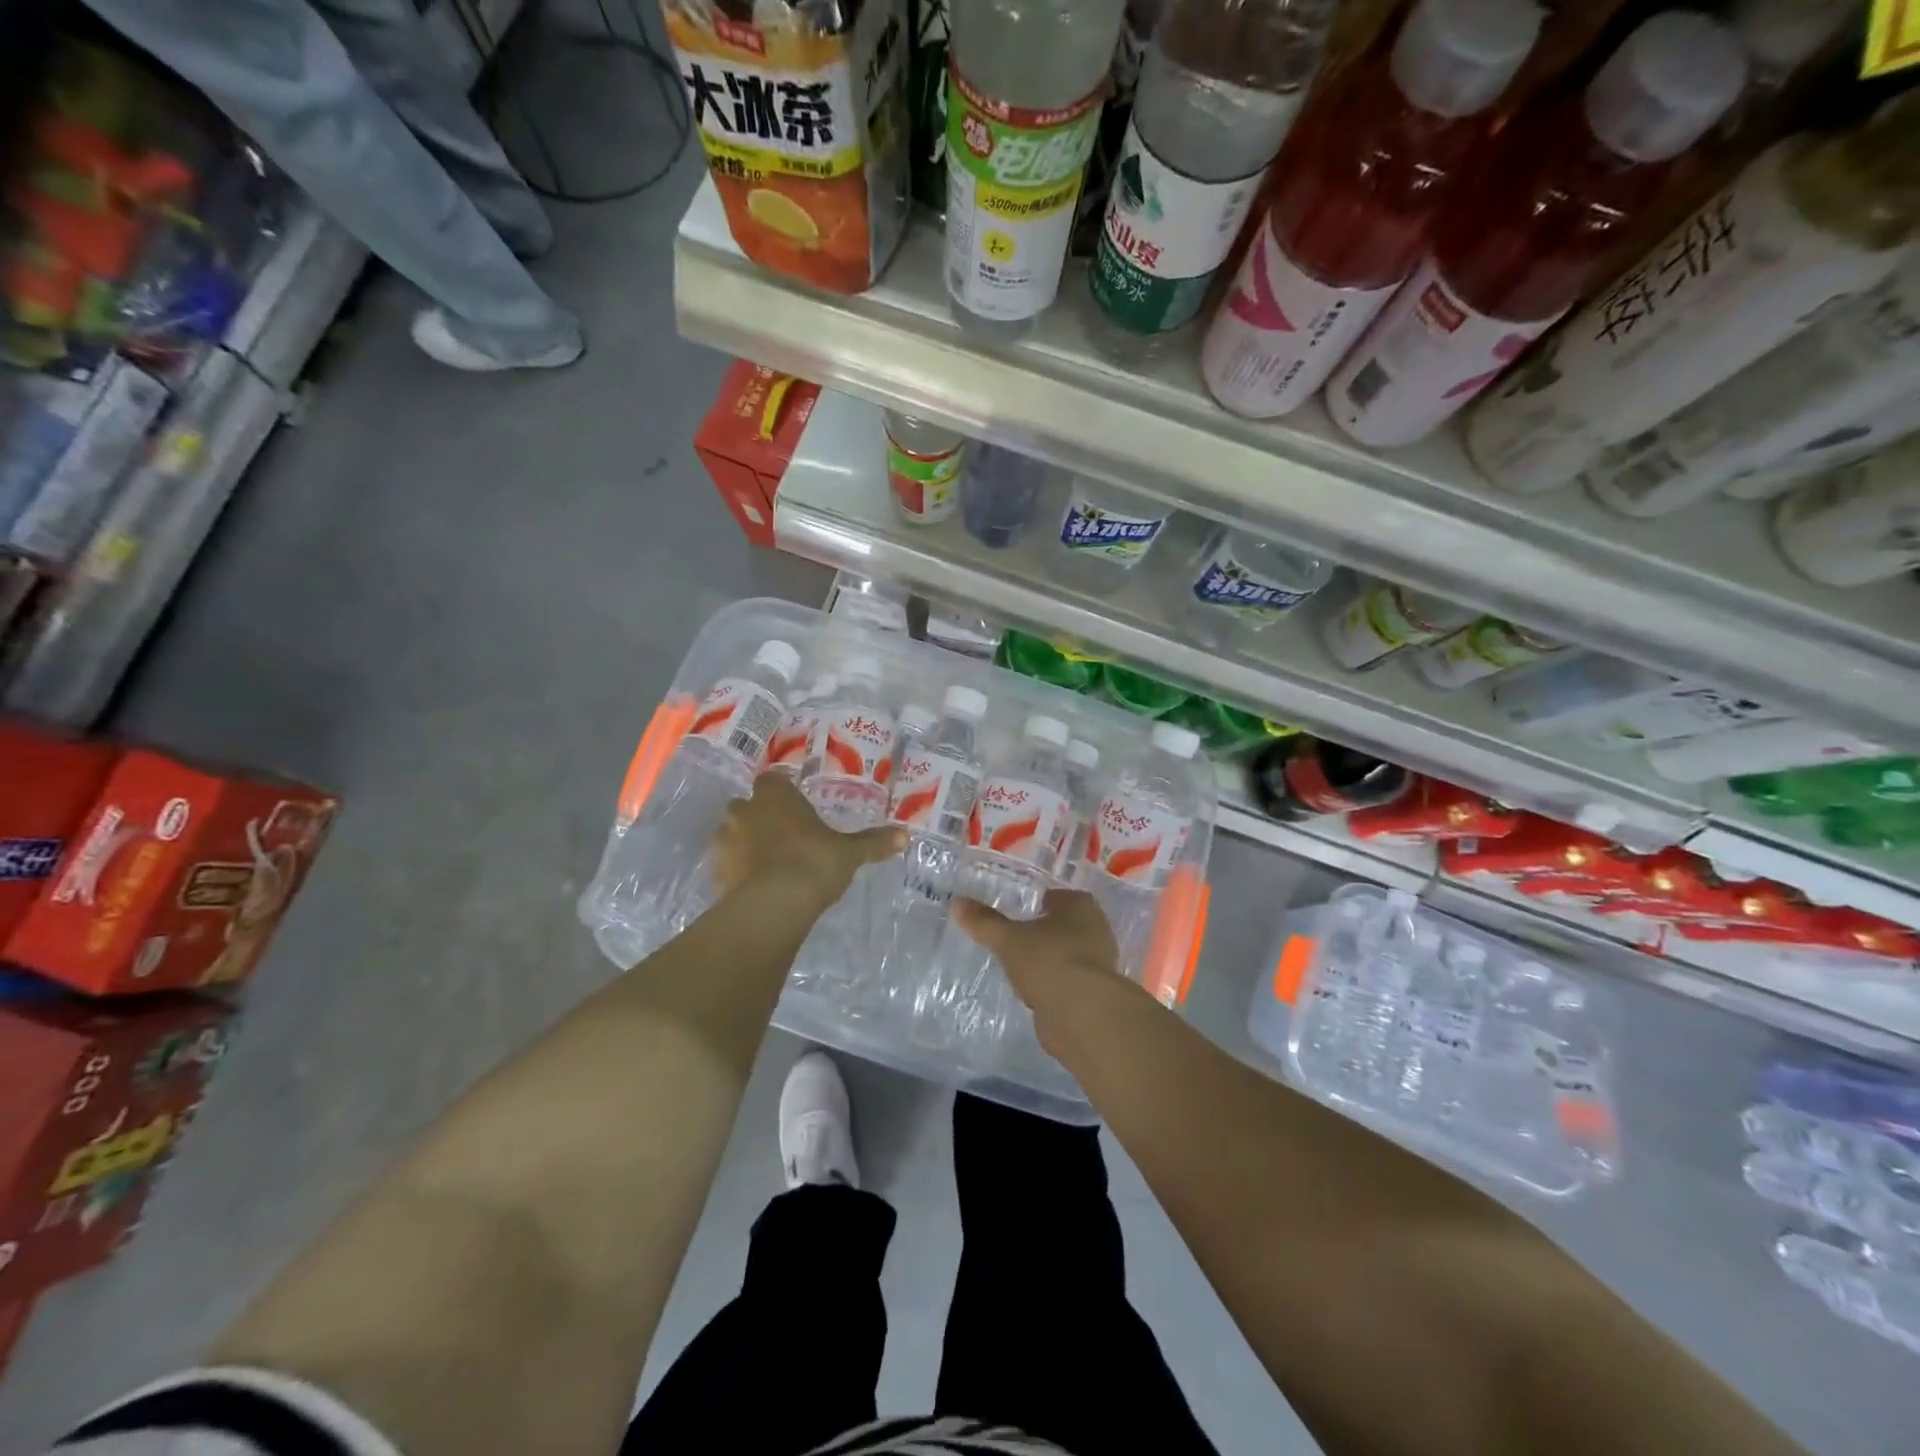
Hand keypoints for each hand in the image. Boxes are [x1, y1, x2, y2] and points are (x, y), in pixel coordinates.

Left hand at [711, 773, 903, 908]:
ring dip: (744, 843)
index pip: (771, 780)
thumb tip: (905, 836)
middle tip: (781, 834)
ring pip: (731, 834)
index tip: (793, 804)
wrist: (776, 903)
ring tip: (766, 862)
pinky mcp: (717, 872)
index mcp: (775, 796)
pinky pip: (726, 865)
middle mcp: (745, 812)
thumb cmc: (815, 861)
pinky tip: (755, 886)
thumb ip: (873, 842)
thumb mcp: (850, 852)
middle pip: (746, 805)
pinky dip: (737, 871)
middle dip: (758, 816)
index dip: (780, 791)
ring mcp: (726, 842)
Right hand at [953, 888, 1123, 1038]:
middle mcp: (1097, 929)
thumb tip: (957, 902)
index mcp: (1082, 906)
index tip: (1019, 910)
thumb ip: (984, 922)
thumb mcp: (1008, 939)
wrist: (1082, 1013)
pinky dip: (1054, 983)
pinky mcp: (1095, 993)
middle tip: (1017, 937)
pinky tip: (1035, 991)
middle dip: (1045, 931)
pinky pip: (1069, 980)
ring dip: (1050, 959)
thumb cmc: (1048, 960)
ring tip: (1021, 965)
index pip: (1059, 897)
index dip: (1039, 902)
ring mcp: (1099, 963)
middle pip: (1066, 925)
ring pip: (1068, 954)